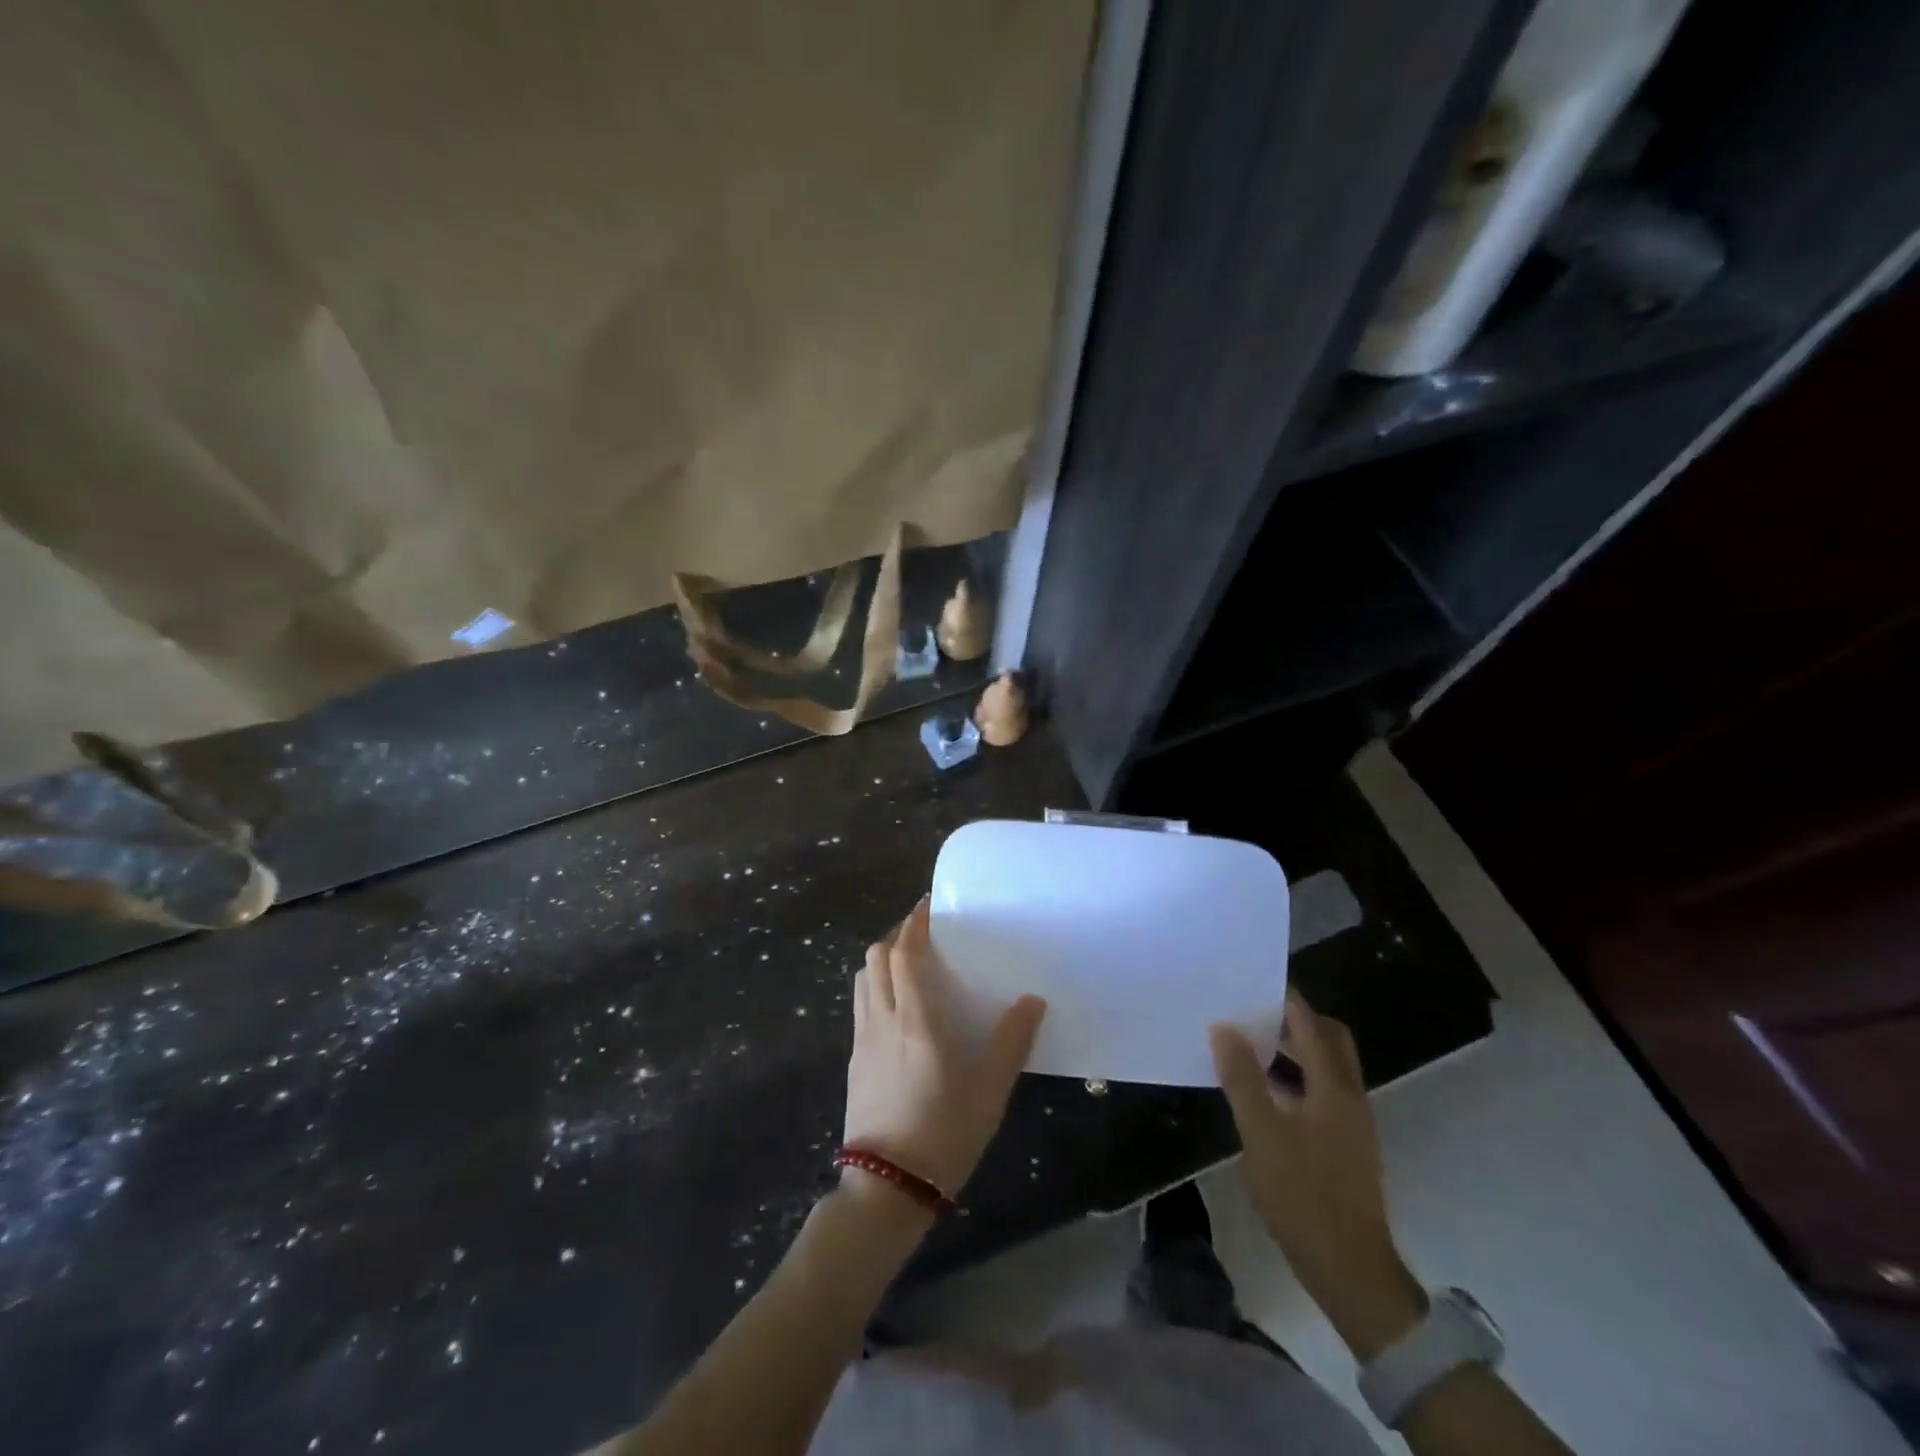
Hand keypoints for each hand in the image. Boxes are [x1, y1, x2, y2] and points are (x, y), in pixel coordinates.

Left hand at [843, 899, 1045, 1199]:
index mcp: (916, 1018)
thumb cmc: (945, 1132)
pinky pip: (860, 1005)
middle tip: (923, 934)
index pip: (904, 953)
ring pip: (862, 979)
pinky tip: (897, 1008)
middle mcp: (883, 1018)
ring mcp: (863, 1039)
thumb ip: (1012, 1041)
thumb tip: (1032, 1000)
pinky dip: (875, 987)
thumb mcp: (990, 1090)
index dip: (913, 923)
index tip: (927, 906)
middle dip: (896, 936)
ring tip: (908, 964)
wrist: (888, 1186)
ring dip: (882, 960)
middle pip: (876, 957)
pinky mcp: (855, 1060)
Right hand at [1210, 991, 1426, 1359]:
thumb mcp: (1261, 1134)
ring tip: (1249, 1046)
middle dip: (1294, 1020)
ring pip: (1327, 1065)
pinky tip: (1265, 1092)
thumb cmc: (1303, 1196)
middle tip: (1250, 1014)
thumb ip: (1242, 1078)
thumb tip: (1223, 1027)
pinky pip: (1322, 1090)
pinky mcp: (1346, 1143)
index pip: (1311, 1023)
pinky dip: (1297, 1077)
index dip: (1284, 999)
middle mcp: (1350, 1096)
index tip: (1250, 982)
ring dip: (1294, 1048)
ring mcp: (1352, 1121)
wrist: (1350, 1270)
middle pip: (1329, 1039)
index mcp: (1334, 1087)